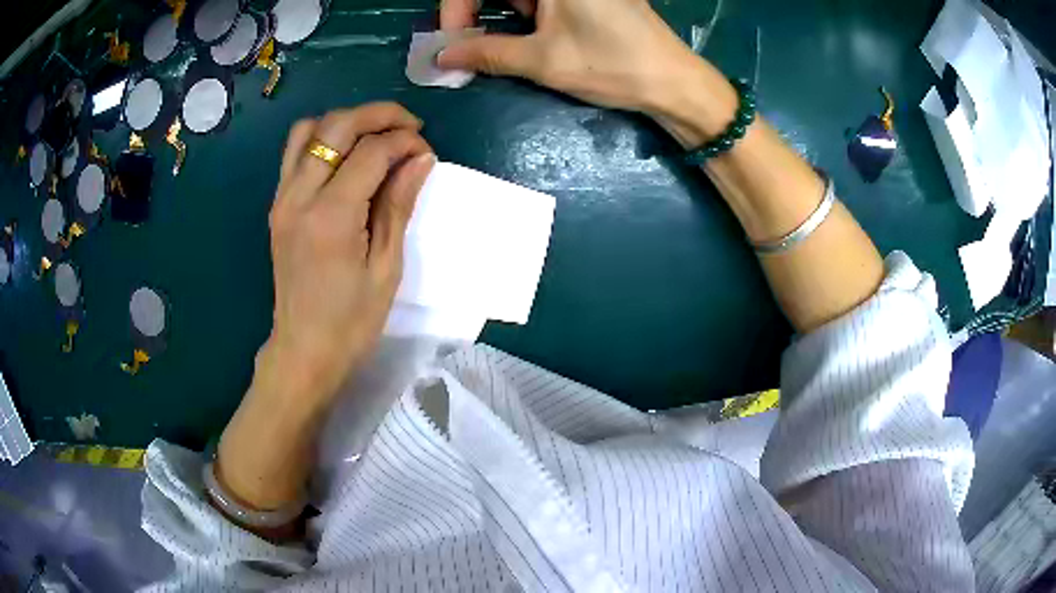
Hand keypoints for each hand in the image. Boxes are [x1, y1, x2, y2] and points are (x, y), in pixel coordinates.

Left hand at [265, 103, 434, 401]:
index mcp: (331, 216)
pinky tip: (345, 155)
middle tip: (409, 126)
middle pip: (337, 126)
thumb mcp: (386, 267)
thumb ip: (398, 204)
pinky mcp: (277, 205)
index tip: (426, 151)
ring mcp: (282, 199)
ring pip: (309, 129)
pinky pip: (294, 152)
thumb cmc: (351, 321)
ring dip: (346, 122)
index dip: (404, 142)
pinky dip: (321, 139)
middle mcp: (299, 197)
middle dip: (378, 115)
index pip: (371, 152)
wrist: (303, 350)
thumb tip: (421, 159)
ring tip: (374, 136)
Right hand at [437, 0, 703, 114]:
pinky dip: (528, 12)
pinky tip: (530, 34)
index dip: (458, 6)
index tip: (451, 40)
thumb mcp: (543, 60)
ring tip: (502, 44)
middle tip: (468, 43)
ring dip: (503, 12)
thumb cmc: (612, 65)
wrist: (674, 82)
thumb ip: (487, 53)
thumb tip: (443, 57)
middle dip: (477, 10)